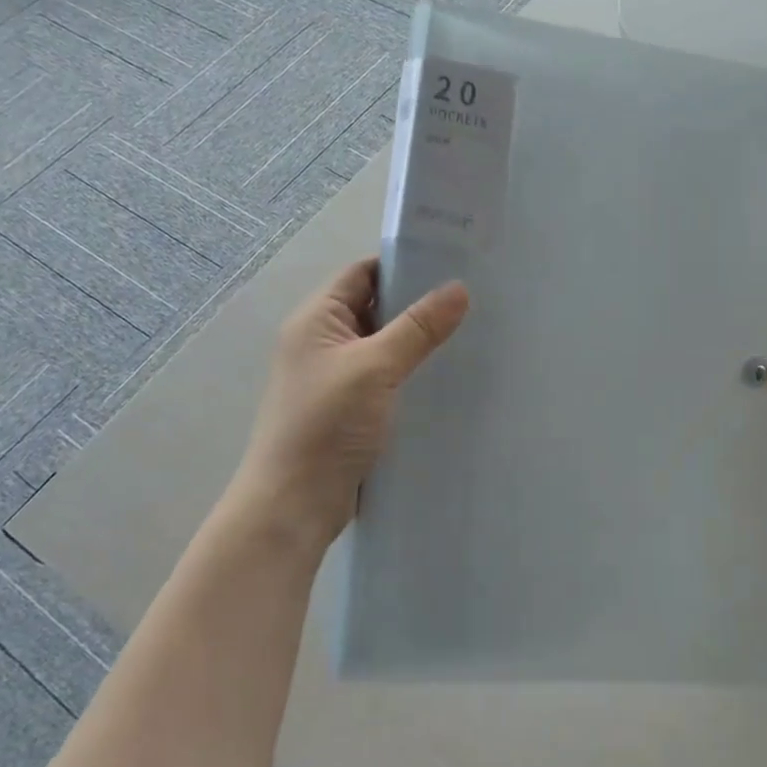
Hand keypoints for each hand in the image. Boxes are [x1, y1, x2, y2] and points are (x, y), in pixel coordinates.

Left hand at [227, 258, 468, 562]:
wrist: (293, 504)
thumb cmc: (326, 424)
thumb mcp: (376, 367)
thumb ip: (418, 327)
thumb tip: (459, 288)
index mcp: (317, 320)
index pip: (362, 274)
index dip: (403, 264)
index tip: (453, 262)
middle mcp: (322, 342)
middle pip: (375, 308)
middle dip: (419, 303)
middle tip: (473, 298)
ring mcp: (336, 378)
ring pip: (384, 346)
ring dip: (418, 341)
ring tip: (471, 333)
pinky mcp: (349, 409)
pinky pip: (386, 378)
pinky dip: (412, 373)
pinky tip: (448, 377)